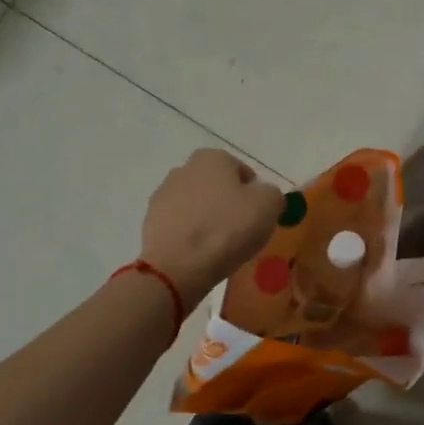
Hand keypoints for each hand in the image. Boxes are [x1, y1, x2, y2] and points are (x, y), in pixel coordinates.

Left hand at [141, 149, 284, 306]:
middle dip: (228, 205)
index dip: (255, 195)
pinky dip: (191, 236)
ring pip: (197, 206)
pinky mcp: (151, 221)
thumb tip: (264, 196)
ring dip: (208, 220)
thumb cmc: (227, 229)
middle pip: (217, 187)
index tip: (258, 218)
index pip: (243, 172)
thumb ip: (272, 194)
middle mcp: (184, 169)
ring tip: (220, 247)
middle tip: (241, 232)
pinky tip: (199, 254)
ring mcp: (163, 195)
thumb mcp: (269, 206)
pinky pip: (181, 225)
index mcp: (212, 158)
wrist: (178, 266)